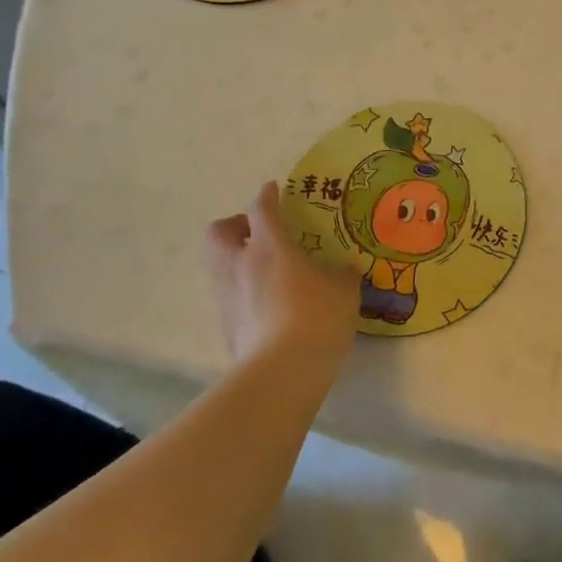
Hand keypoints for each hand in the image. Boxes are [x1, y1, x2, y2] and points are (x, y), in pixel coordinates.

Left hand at [205, 182, 358, 366]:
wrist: (281, 372)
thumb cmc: (316, 317)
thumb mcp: (344, 290)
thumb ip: (341, 273)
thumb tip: (342, 267)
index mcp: (270, 246)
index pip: (261, 209)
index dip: (267, 196)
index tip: (273, 190)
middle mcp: (240, 264)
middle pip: (219, 232)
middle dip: (235, 226)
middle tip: (258, 233)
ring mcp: (227, 296)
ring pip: (218, 264)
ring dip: (235, 259)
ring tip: (263, 270)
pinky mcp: (225, 325)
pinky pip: (228, 296)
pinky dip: (242, 292)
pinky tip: (267, 304)